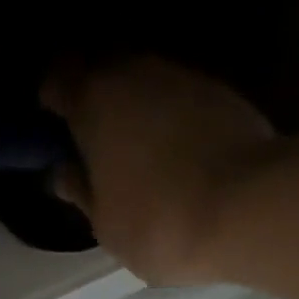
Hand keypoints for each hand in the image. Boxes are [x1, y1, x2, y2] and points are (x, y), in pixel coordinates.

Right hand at [43, 57, 280, 285]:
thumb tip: (66, 173)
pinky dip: (174, 125)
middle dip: (96, 104)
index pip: (56, 80)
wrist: (246, 208)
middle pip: (102, 74)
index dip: (51, 102)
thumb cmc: (159, 225)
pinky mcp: (220, 92)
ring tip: (141, 159)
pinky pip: (181, 103)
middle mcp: (133, 70)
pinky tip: (179, 162)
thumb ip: (83, 195)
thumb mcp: (107, 227)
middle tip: (98, 149)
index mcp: (92, 99)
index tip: (54, 130)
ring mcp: (180, 75)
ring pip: (144, 86)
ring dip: (138, 114)